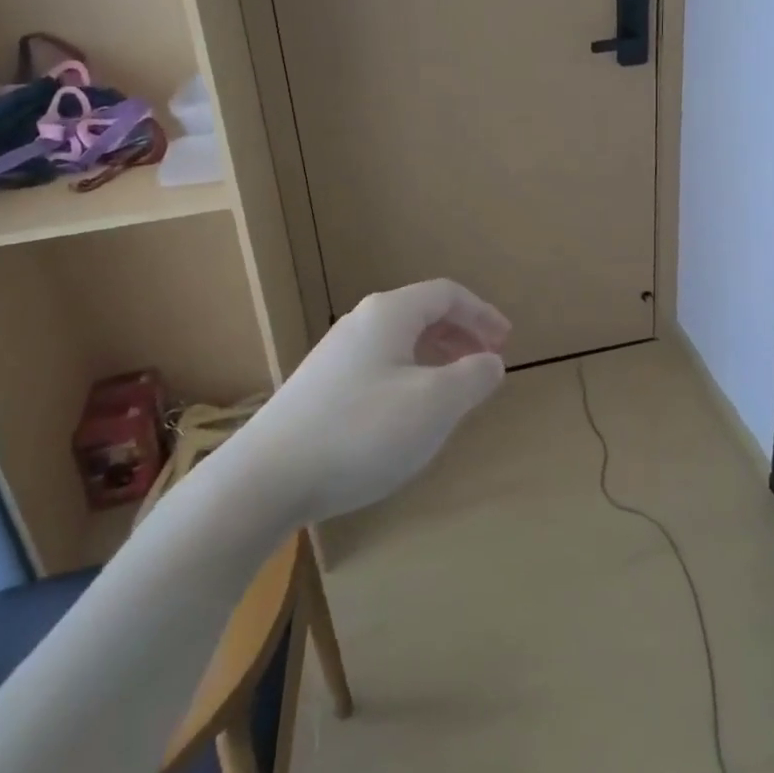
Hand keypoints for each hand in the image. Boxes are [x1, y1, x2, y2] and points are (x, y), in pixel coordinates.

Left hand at [231, 279, 509, 522]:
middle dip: (461, 334)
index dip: (482, 313)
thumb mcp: (434, 405)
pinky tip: (410, 413)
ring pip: (400, 342)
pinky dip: (410, 375)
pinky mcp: (320, 387)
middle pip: (422, 314)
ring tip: (456, 388)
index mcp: (390, 314)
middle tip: (487, 362)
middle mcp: (361, 323)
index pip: (446, 294)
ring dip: (436, 357)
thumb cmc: (362, 431)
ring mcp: (336, 355)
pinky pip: (380, 365)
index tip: (506, 342)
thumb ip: (473, 377)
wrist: (267, 477)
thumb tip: (492, 361)